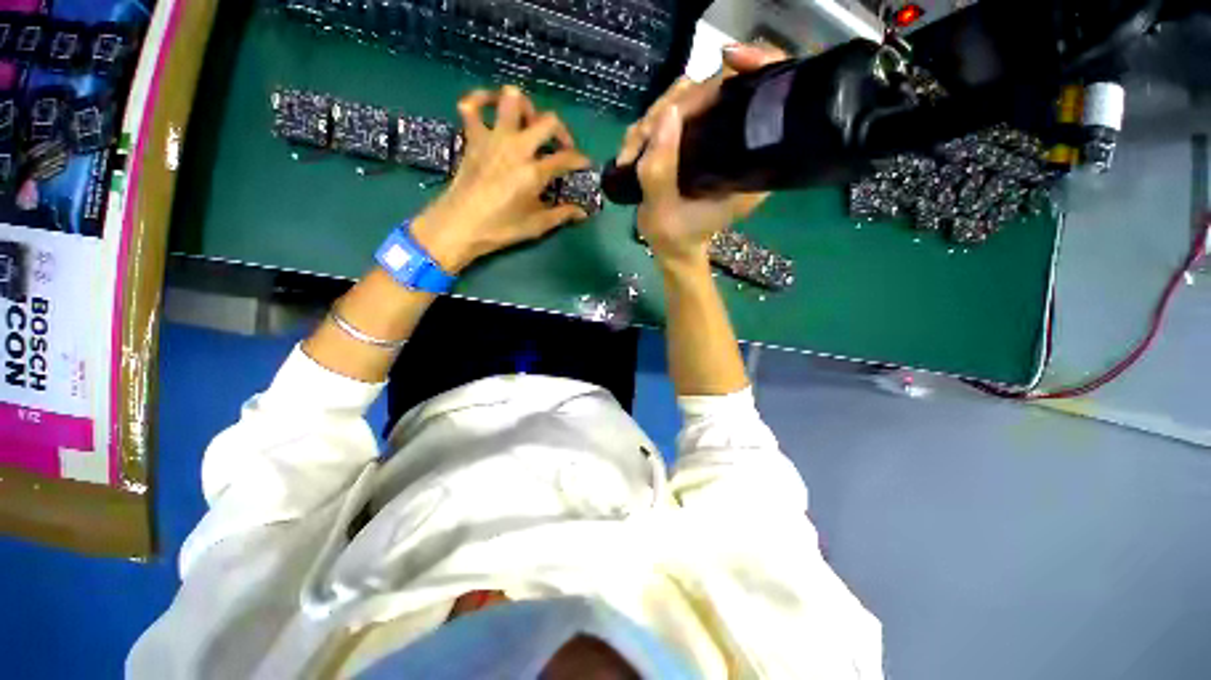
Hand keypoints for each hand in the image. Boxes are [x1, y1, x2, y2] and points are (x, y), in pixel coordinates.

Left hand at [414, 85, 590, 271]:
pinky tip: (491, 105)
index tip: (585, 165)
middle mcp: (517, 148)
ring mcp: (493, 138)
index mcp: (534, 172)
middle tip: (561, 146)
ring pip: (512, 100)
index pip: (566, 158)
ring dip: (526, 107)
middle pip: (548, 121)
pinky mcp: (473, 137)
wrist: (460, 225)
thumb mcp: (536, 226)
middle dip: (562, 131)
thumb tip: (582, 212)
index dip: (581, 160)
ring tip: (530, 123)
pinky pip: (472, 105)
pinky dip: (481, 99)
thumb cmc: (500, 228)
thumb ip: (562, 215)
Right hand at [621, 43, 787, 265]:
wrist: (673, 248)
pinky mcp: (695, 141)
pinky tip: (633, 151)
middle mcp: (738, 145)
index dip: (749, 69)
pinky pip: (671, 115)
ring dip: (653, 119)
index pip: (760, 98)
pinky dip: (648, 128)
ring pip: (688, 99)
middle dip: (673, 106)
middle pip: (716, 90)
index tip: (724, 64)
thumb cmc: (675, 237)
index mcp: (749, 164)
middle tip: (642, 140)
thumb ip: (661, 170)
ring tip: (632, 153)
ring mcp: (715, 140)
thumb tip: (666, 113)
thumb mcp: (663, 212)